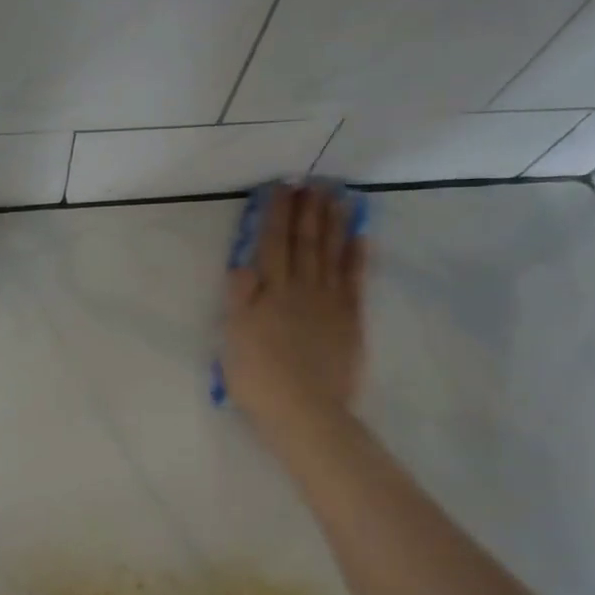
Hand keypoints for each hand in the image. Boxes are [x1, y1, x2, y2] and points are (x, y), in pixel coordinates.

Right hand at [222, 183, 366, 433]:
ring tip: (337, 197)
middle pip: (305, 242)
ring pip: (332, 254)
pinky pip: (355, 280)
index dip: (276, 214)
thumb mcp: (233, 339)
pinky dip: (358, 256)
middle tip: (313, 183)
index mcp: (269, 292)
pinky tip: (360, 236)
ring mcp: (330, 302)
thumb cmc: (258, 378)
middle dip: (307, 211)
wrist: (305, 412)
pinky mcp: (350, 319)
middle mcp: (301, 288)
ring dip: (334, 223)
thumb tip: (243, 265)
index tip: (282, 188)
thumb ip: (240, 300)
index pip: (272, 244)